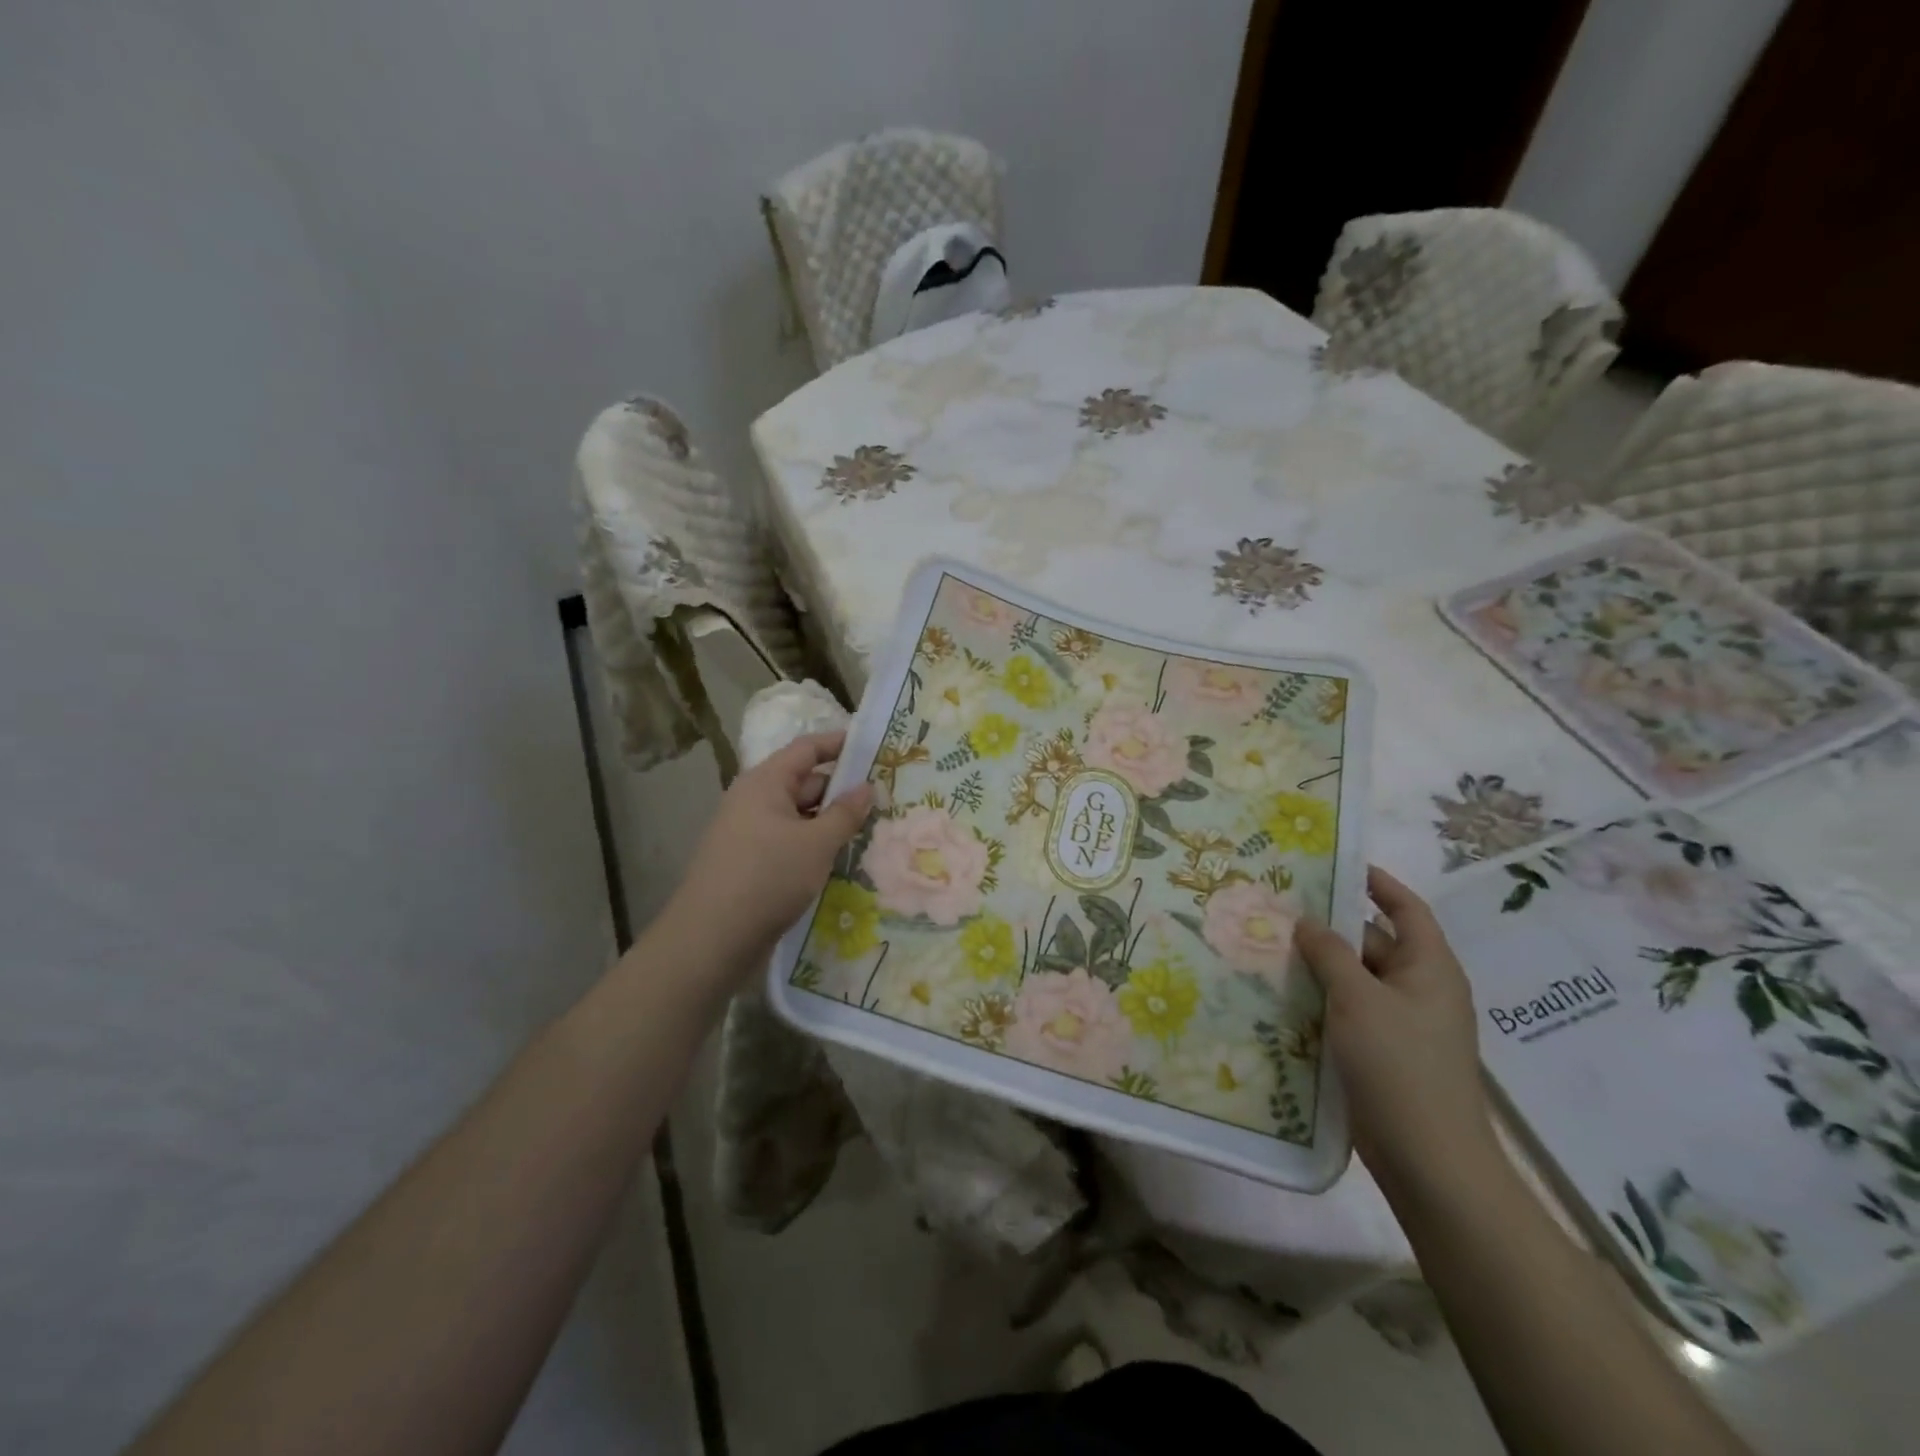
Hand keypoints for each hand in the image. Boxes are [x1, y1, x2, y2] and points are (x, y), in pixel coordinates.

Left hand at [664, 731, 872, 977]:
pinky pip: (789, 842)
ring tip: (872, 830)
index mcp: (765, 783)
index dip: (840, 744)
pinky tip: (840, 860)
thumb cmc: (767, 878)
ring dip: (831, 822)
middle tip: (885, 798)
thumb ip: (845, 813)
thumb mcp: (816, 844)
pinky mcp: (751, 862)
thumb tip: (867, 787)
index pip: (807, 749)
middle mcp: (754, 800)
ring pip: (799, 816)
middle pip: (805, 782)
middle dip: (842, 790)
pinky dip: (814, 845)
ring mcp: (750, 832)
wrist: (711, 939)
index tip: (874, 747)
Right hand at [1295, 866, 1500, 1201]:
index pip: (1406, 909)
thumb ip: (1330, 954)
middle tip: (1280, 910)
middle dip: (1331, 928)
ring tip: (1270, 948)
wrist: (1429, 1161)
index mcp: (1430, 968)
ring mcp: (1403, 1025)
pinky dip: (1322, 1000)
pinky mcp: (1385, 1054)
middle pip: (1374, 943)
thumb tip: (1306, 922)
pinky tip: (1283, 997)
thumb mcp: (1358, 999)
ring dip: (1321, 966)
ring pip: (1357, 980)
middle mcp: (1421, 990)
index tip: (1336, 865)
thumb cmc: (1400, 1065)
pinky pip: (1350, 1012)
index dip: (1377, 883)